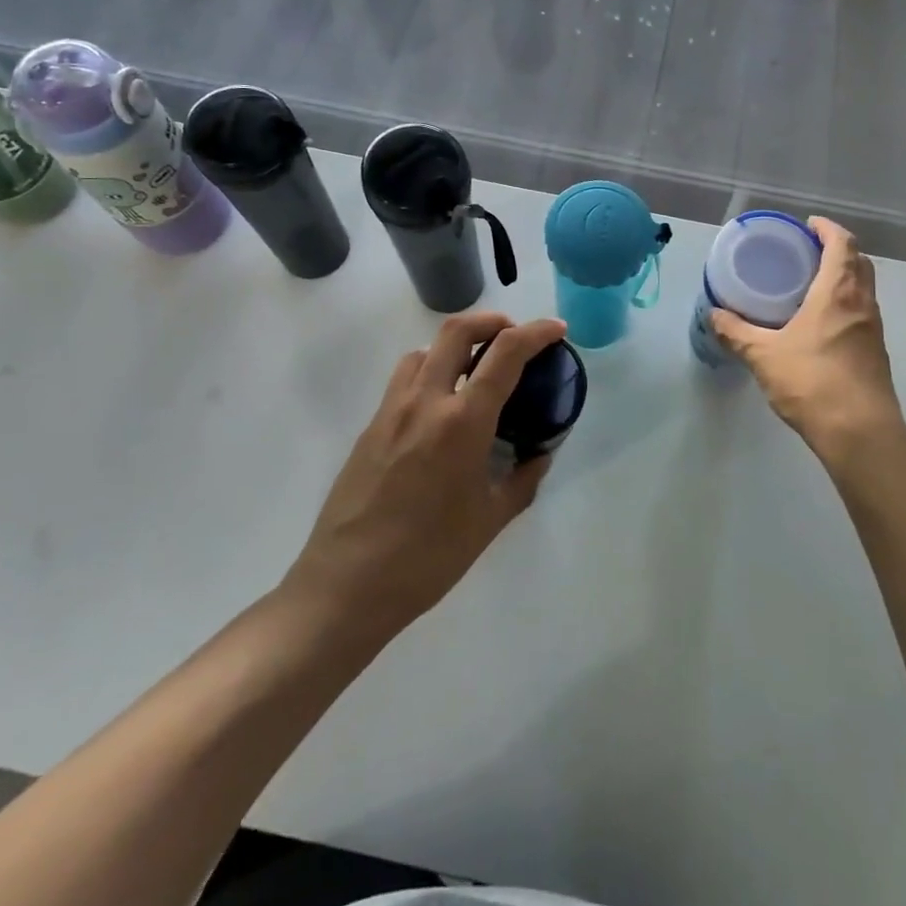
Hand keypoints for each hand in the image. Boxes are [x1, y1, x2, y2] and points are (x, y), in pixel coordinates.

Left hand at [288, 312, 568, 638]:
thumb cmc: (429, 556)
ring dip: (456, 345)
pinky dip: (431, 372)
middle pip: (457, 330)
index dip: (536, 332)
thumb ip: (523, 479)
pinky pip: (405, 380)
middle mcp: (425, 402)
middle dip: (493, 321)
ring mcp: (391, 410)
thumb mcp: (490, 519)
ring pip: (425, 351)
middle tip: (514, 337)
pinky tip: (442, 409)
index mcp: (462, 422)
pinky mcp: (370, 427)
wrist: (348, 585)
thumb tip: (539, 455)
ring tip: (477, 371)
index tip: (557, 329)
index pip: (505, 354)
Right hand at [712, 217, 902, 454]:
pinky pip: (861, 313)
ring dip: (843, 278)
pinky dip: (845, 304)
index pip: (842, 244)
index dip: (827, 229)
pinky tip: (820, 324)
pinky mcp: (875, 352)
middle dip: (837, 250)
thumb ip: (738, 334)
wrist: (860, 433)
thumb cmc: (812, 382)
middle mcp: (862, 304)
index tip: (808, 225)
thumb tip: (714, 315)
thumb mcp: (764, 356)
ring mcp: (873, 329)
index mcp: (838, 293)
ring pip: (863, 289)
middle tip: (806, 252)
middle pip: (859, 262)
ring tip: (810, 285)